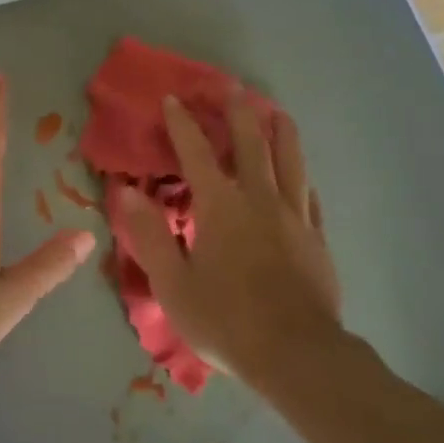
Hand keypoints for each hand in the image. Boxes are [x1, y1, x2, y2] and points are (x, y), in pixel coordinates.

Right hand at [115, 92, 342, 386]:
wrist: (298, 355)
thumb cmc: (226, 320)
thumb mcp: (173, 284)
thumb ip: (149, 234)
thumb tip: (126, 191)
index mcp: (220, 207)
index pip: (197, 153)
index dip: (182, 123)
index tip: (173, 98)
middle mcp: (259, 199)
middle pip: (251, 143)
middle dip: (238, 112)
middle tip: (231, 87)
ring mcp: (294, 216)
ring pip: (290, 160)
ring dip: (280, 131)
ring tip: (276, 111)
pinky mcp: (316, 237)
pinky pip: (310, 194)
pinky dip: (301, 175)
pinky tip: (302, 173)